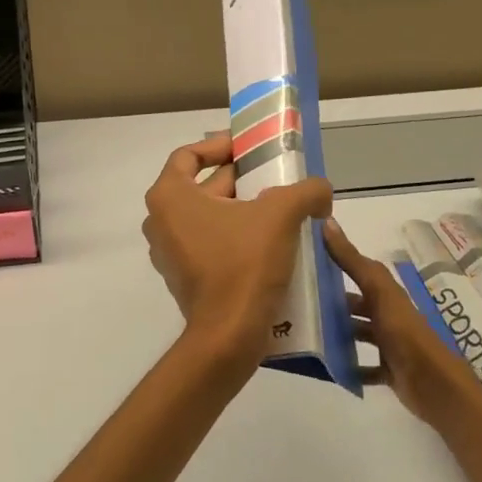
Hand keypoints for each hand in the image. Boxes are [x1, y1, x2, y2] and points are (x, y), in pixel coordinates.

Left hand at [142, 135, 332, 362]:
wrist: (229, 335)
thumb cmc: (244, 264)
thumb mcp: (281, 215)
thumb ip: (305, 191)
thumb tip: (321, 190)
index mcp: (169, 197)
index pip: (188, 155)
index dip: (219, 146)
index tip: (249, 149)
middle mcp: (160, 221)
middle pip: (201, 186)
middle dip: (240, 180)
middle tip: (276, 178)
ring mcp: (169, 252)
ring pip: (207, 216)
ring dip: (240, 209)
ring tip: (279, 209)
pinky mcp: (184, 277)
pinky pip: (209, 243)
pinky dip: (235, 236)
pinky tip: (270, 242)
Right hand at [323, 217, 481, 430]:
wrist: (434, 386)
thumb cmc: (405, 333)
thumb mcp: (377, 292)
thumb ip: (352, 261)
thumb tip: (328, 222)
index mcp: (386, 293)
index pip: (358, 271)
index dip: (335, 263)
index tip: (304, 261)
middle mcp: (388, 315)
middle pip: (356, 305)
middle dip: (331, 303)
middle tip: (297, 303)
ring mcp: (389, 344)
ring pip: (358, 334)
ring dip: (337, 334)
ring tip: (306, 334)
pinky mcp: (389, 370)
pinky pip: (363, 367)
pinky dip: (348, 367)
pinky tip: (327, 367)